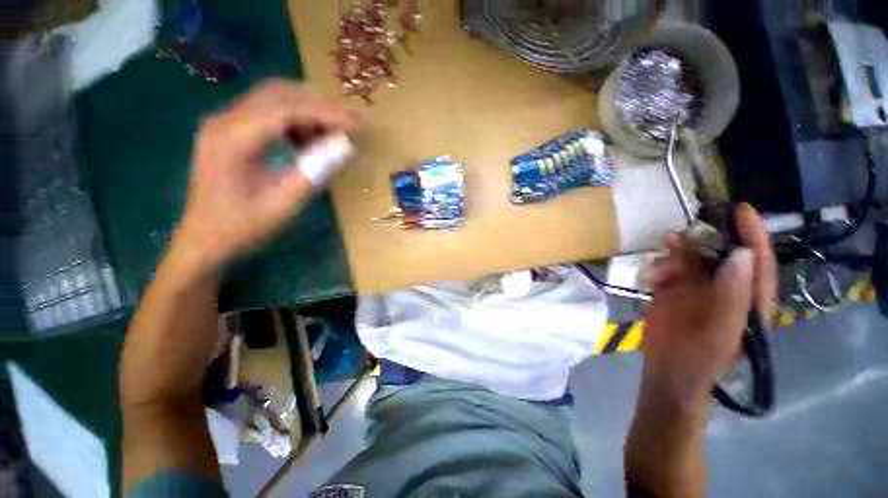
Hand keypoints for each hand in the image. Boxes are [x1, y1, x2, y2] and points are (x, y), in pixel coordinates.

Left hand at [173, 79, 358, 273]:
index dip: (326, 114)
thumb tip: (346, 147)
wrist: (203, 241)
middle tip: (349, 123)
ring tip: (332, 133)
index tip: (357, 124)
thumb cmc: (242, 227)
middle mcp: (224, 121)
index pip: (286, 110)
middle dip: (318, 105)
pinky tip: (307, 140)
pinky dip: (293, 121)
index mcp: (233, 139)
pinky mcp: (229, 133)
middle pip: (278, 94)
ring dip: (306, 111)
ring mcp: (224, 125)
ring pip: (272, 99)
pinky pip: (266, 114)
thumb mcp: (284, 204)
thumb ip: (315, 172)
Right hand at [641, 204, 776, 401]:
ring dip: (674, 258)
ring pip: (689, 259)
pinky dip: (658, 268)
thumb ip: (732, 294)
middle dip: (703, 242)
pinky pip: (666, 269)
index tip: (741, 209)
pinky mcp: (672, 290)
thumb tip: (741, 254)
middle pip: (719, 253)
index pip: (757, 260)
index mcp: (747, 298)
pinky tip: (651, 277)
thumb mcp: (720, 329)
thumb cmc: (700, 356)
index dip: (753, 234)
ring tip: (659, 271)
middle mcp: (724, 287)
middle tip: (684, 234)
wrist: (666, 368)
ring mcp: (696, 288)